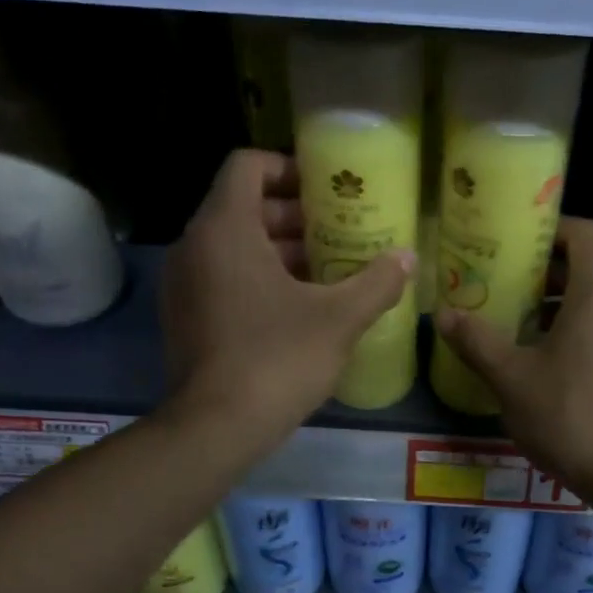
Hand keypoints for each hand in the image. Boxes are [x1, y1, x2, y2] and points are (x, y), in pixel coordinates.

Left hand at [163, 149, 413, 442]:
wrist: (216, 427)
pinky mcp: (185, 317)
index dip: (289, 167)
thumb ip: (377, 282)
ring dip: (279, 250)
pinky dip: (258, 278)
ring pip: (233, 246)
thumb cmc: (278, 359)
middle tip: (340, 232)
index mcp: (226, 229)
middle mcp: (195, 246)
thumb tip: (408, 258)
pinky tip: (299, 307)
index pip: (248, 165)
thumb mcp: (339, 319)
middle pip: (243, 206)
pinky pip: (222, 277)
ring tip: (328, 270)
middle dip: (294, 216)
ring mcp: (184, 284)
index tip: (327, 190)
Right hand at [433, 217, 592, 498]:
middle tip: (510, 287)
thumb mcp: (512, 379)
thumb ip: (477, 341)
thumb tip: (443, 314)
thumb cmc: (572, 416)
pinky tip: (557, 362)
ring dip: (568, 304)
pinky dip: (589, 328)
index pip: (586, 233)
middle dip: (551, 272)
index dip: (552, 229)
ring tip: (526, 327)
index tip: (518, 243)